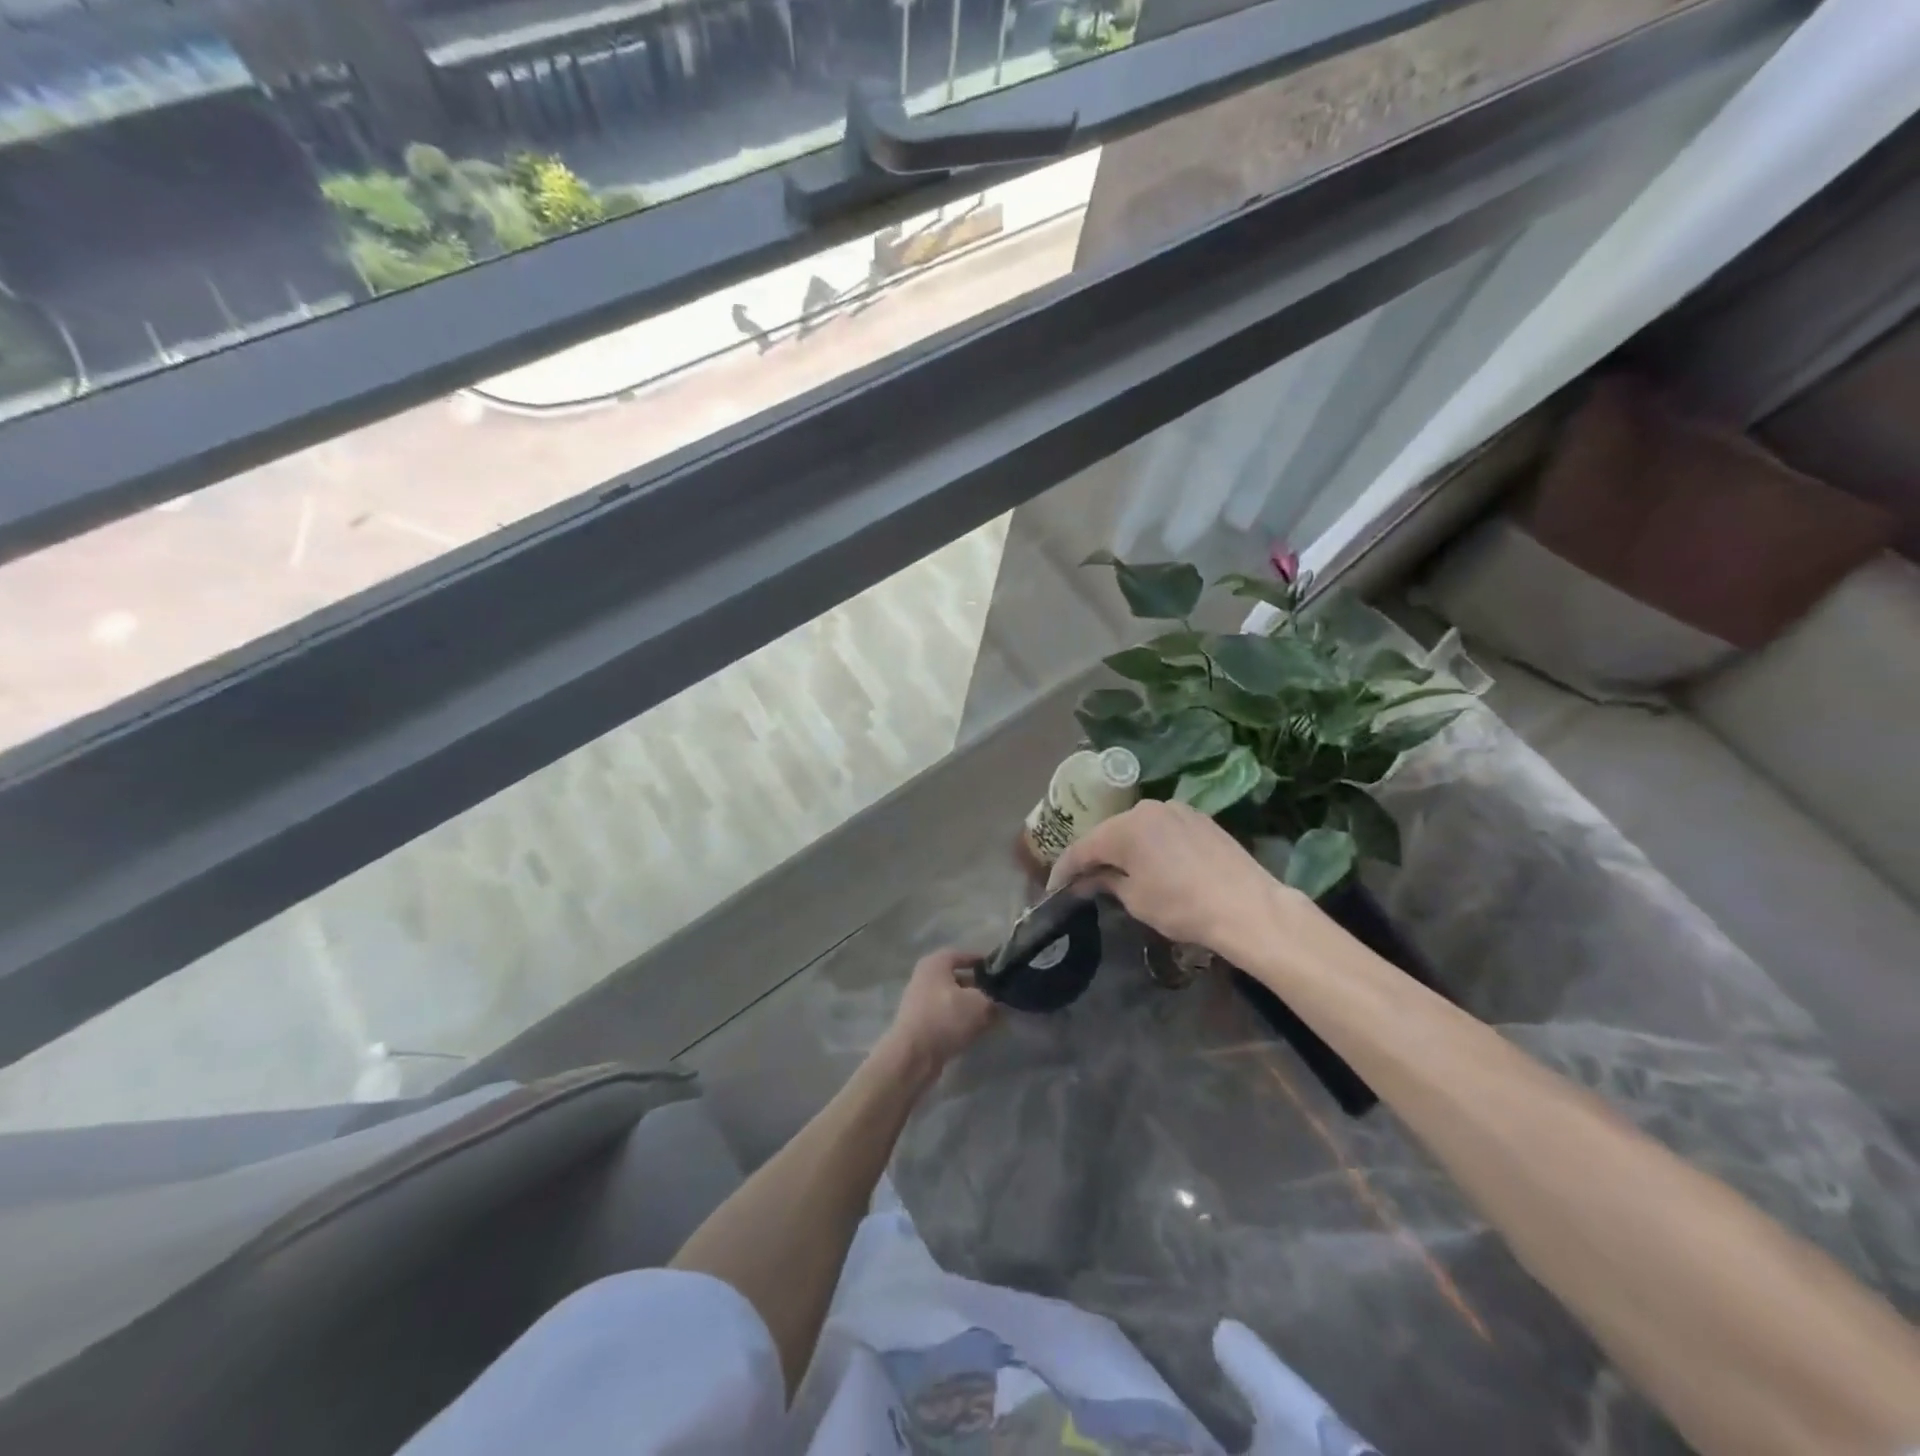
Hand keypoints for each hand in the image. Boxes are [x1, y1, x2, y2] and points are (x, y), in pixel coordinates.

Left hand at [881, 949, 996, 1072]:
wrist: (913, 1055)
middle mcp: (924, 978)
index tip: (998, 971)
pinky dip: (959, 1021)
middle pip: (956, 978)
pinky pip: (944, 1017)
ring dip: (969, 1007)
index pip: (961, 955)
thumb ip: (993, 999)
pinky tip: (973, 1031)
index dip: (981, 961)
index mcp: (935, 964)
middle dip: (977, 987)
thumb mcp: (980, 1004)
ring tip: (990, 1016)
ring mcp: (919, 1002)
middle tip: (997, 996)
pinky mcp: (919, 1024)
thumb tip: (996, 1003)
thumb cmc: (946, 1018)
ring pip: (951, 999)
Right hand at [1048, 799, 1301, 965]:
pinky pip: (1162, 829)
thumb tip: (1086, 881)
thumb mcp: (1136, 899)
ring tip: (1116, 872)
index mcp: (1125, 826)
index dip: (1064, 869)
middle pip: (1109, 833)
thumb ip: (1106, 883)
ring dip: (1123, 848)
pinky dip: (1150, 845)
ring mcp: (1176, 809)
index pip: (1082, 848)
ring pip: (1136, 828)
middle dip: (1094, 856)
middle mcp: (1147, 808)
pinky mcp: (1199, 818)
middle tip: (1082, 880)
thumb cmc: (1182, 906)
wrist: (1247, 906)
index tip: (1054, 888)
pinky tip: (1151, 864)